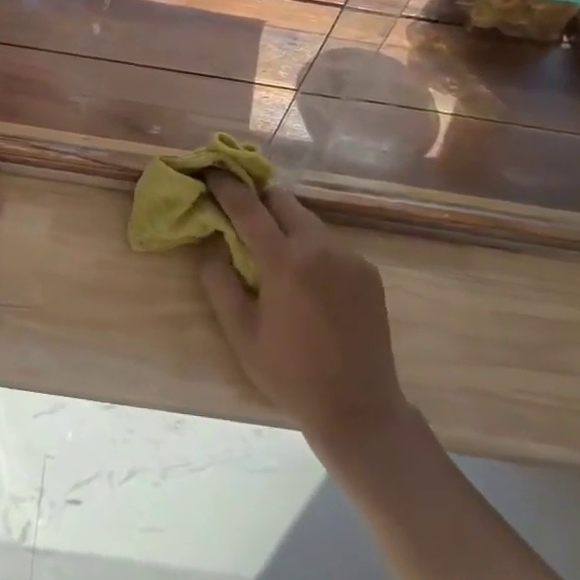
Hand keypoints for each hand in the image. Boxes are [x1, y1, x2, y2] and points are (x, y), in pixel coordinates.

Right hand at [198, 174, 412, 453]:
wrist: (359, 409)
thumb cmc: (291, 374)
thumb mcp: (241, 333)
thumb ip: (219, 282)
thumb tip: (212, 246)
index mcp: (286, 262)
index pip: (249, 208)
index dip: (226, 186)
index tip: (211, 170)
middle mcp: (321, 248)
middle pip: (283, 201)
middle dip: (258, 200)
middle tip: (240, 213)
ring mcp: (350, 258)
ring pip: (308, 221)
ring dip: (285, 225)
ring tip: (272, 253)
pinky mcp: (368, 272)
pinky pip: (330, 244)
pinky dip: (310, 247)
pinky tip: (305, 280)